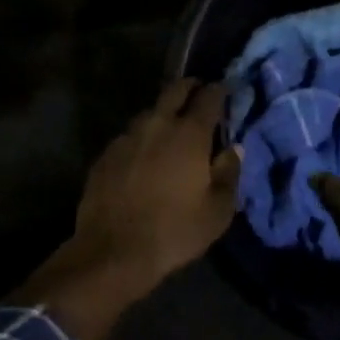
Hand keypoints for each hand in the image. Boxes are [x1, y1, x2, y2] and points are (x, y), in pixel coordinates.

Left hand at [15, 79, 240, 339]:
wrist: (113, 252)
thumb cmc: (175, 231)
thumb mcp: (218, 211)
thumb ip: (230, 173)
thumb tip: (234, 149)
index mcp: (190, 134)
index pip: (209, 97)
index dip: (219, 90)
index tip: (225, 90)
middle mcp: (158, 124)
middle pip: (175, 90)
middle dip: (190, 87)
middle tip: (199, 93)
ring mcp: (127, 137)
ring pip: (150, 112)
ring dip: (163, 114)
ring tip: (171, 129)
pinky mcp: (105, 154)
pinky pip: (129, 136)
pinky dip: (142, 139)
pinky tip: (144, 157)